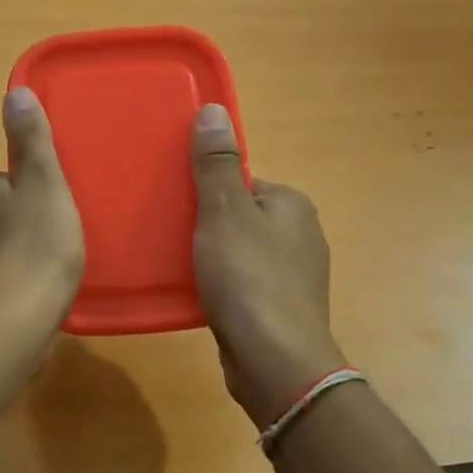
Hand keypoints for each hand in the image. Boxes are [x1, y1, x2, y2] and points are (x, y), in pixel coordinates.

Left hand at [0, 88, 84, 328]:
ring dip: (12, 257)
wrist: (11, 322)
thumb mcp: (45, 183)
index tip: (52, 216)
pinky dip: (5, 286)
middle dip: (19, 226)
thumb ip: (32, 139)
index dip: (31, 197)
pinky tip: (28, 300)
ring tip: (44, 275)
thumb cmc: (36, 246)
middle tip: (53, 245)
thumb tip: (14, 91)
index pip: (3, 182)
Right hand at [190, 105, 347, 427]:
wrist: (275, 362)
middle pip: (240, 216)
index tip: (179, 206)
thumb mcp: (225, 212)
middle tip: (172, 237)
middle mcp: (300, 236)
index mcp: (292, 205)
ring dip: (211, 257)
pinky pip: (242, 284)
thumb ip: (216, 164)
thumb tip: (213, 110)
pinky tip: (198, 296)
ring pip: (239, 252)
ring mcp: (293, 276)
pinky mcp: (279, 309)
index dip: (208, 191)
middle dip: (207, 225)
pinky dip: (221, 286)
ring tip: (178, 266)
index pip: (243, 182)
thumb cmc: (249, 278)